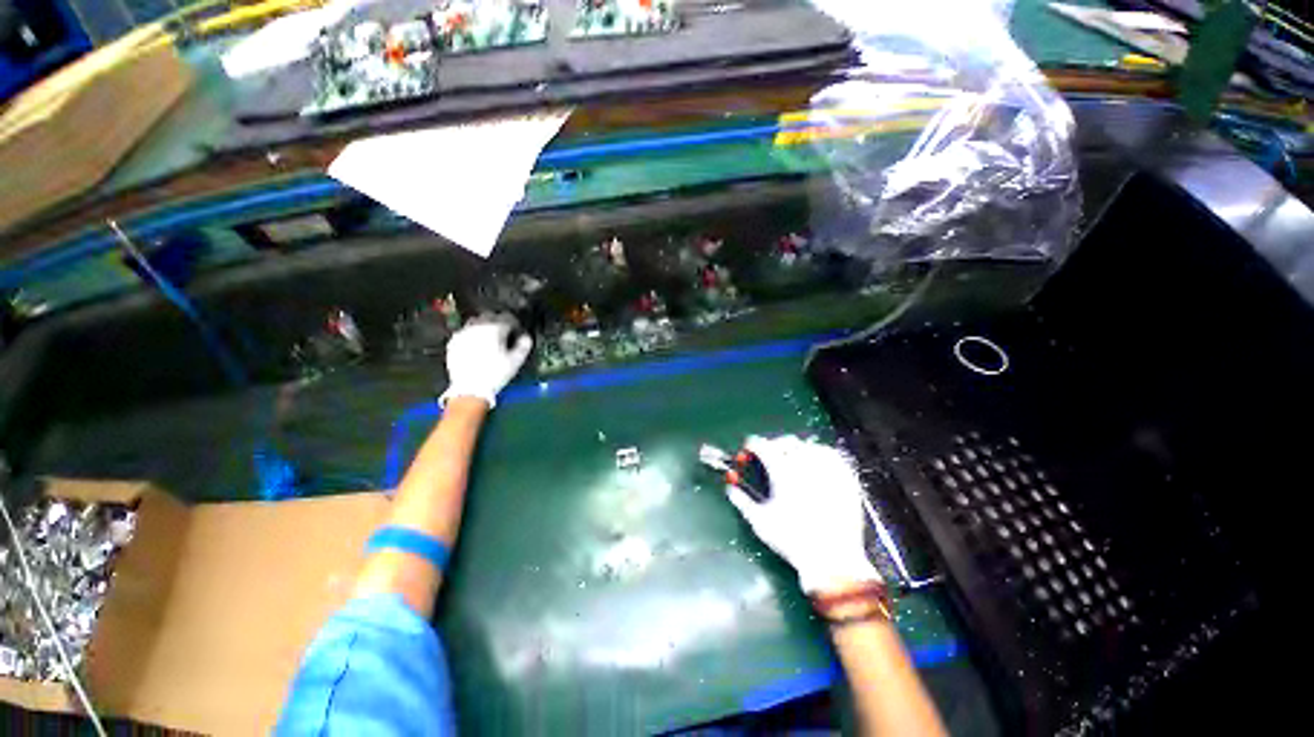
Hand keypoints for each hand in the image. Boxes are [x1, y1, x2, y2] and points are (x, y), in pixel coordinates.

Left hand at [440, 313, 532, 408]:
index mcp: (494, 329)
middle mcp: (477, 327)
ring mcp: (463, 334)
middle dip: (498, 321)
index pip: (507, 318)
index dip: (515, 324)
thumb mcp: (516, 361)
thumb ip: (523, 346)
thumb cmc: (495, 374)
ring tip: (489, 338)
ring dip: (484, 327)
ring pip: (475, 322)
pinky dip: (472, 336)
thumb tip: (526, 338)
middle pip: (490, 316)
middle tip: (504, 333)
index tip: (517, 331)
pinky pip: (464, 333)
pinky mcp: (453, 343)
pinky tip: (476, 346)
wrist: (470, 389)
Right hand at [727, 435, 880, 593]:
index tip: (749, 448)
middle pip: (786, 442)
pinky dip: (821, 453)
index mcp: (781, 471)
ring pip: (809, 446)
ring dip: (797, 448)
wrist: (832, 560)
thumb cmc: (791, 540)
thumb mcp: (760, 522)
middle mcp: (804, 465)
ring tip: (792, 457)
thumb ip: (742, 501)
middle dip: (773, 445)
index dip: (752, 444)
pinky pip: (833, 455)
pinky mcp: (845, 479)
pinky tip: (817, 461)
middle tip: (768, 454)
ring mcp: (827, 470)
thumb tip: (730, 488)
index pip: (763, 445)